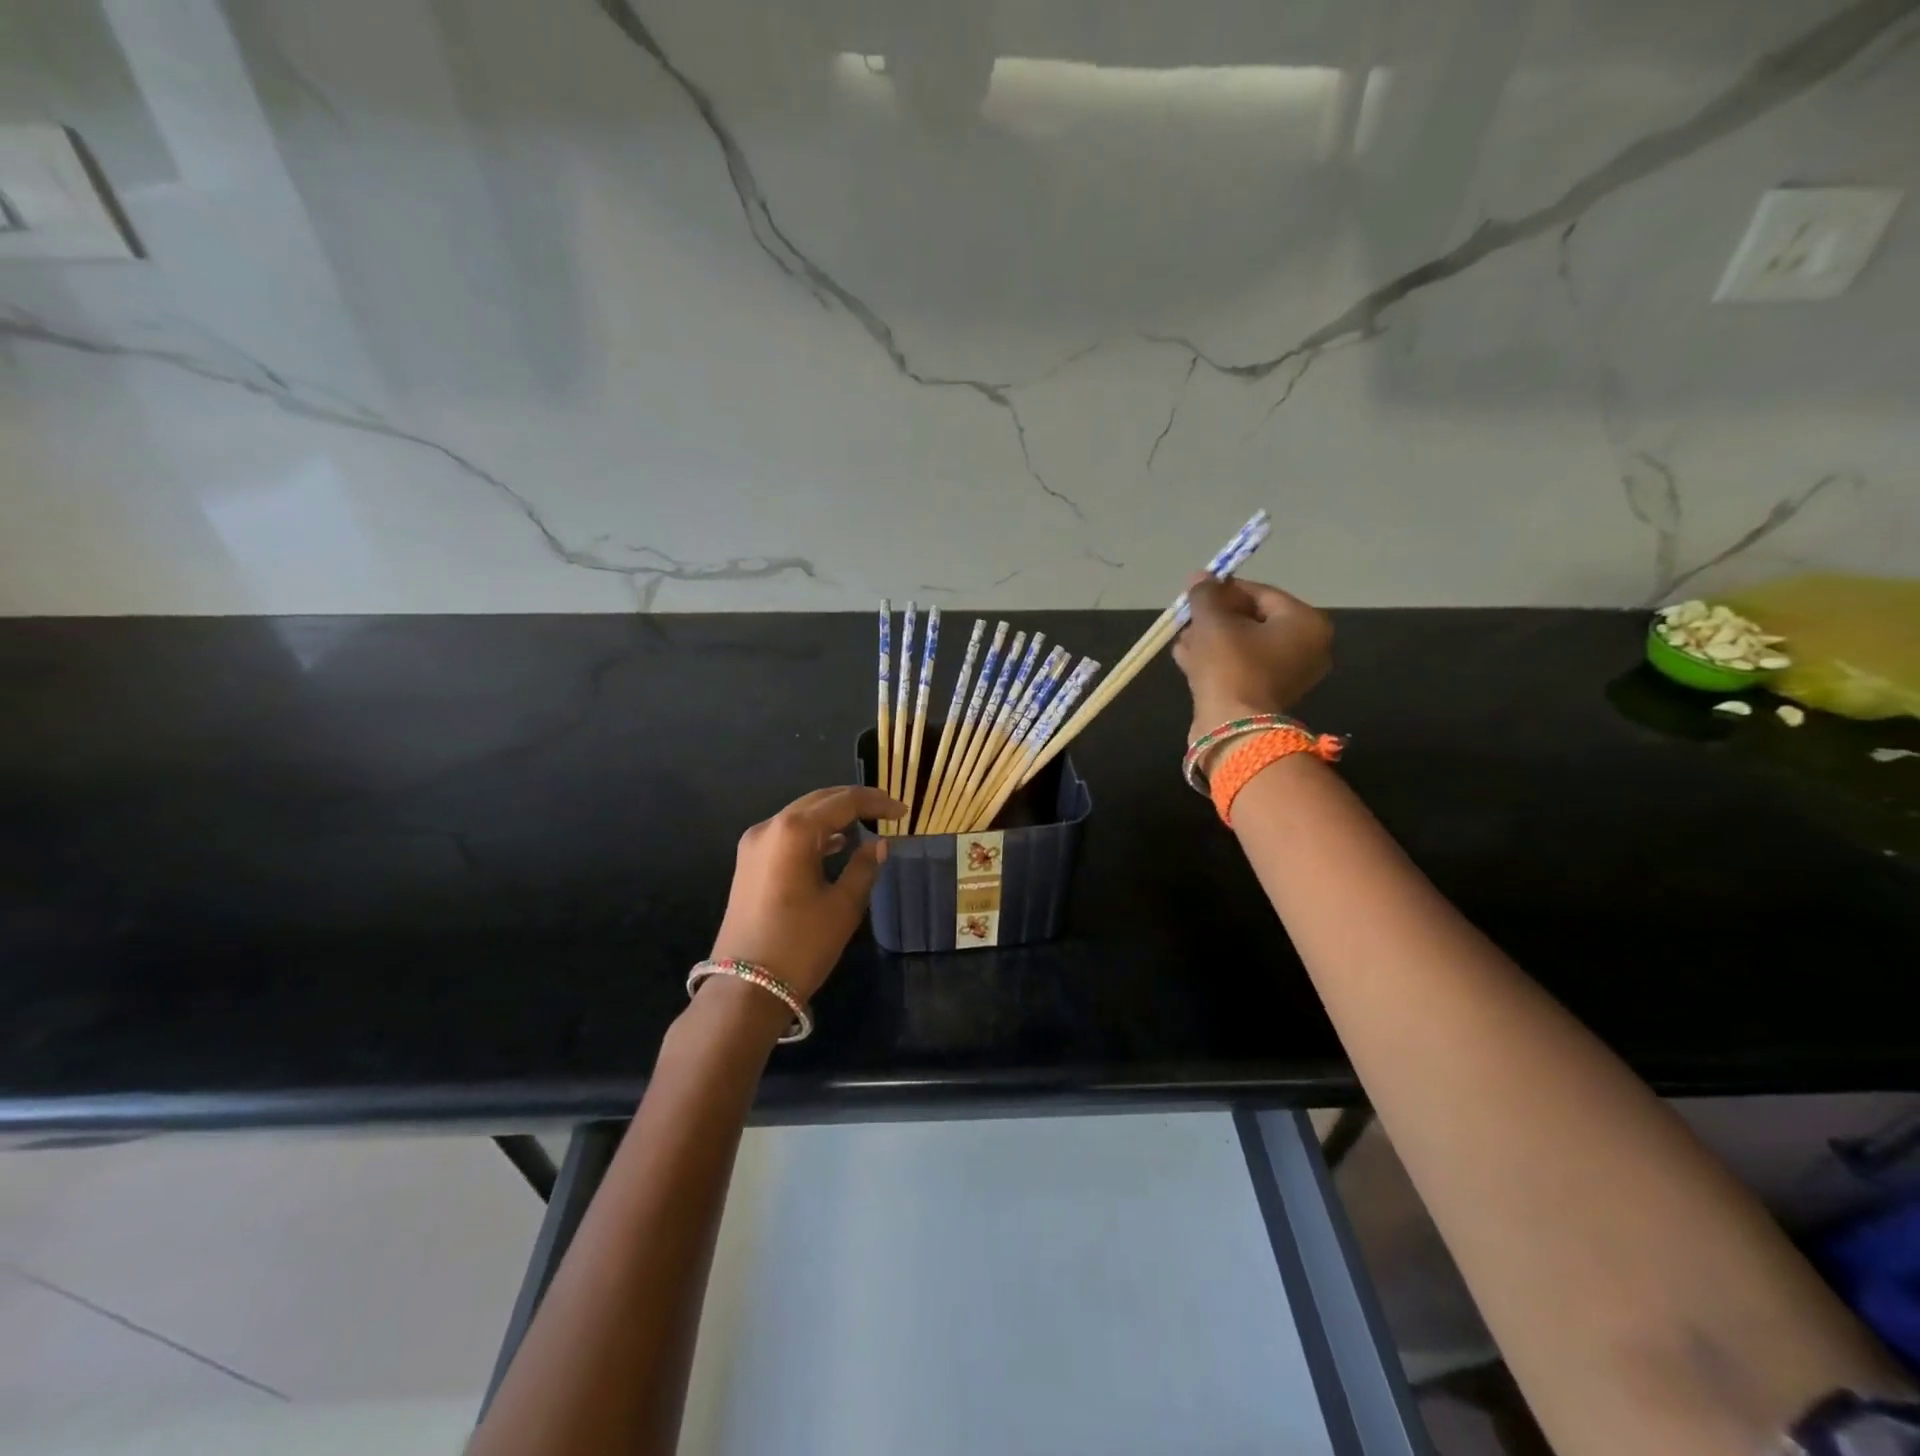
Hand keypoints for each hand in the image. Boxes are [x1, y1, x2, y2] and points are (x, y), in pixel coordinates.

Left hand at [710, 785, 903, 1002]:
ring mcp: (754, 845)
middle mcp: (769, 827)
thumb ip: (864, 867)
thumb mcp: (843, 906)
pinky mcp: (748, 864)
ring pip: (800, 816)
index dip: (876, 802)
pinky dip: (813, 834)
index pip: (843, 802)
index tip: (903, 812)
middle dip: (854, 802)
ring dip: (833, 817)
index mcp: (794, 831)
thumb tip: (879, 844)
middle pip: (818, 801)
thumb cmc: (801, 945)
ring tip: (867, 825)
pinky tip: (835, 845)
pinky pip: (786, 835)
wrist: (745, 989)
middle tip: (888, 811)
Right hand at [1171, 576, 1332, 751]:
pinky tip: (1186, 657)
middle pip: (1253, 620)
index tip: (1196, 591)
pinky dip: (1216, 661)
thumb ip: (1206, 595)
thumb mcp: (1213, 621)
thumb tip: (1200, 577)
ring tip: (1182, 639)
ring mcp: (1287, 676)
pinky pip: (1241, 668)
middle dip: (1215, 618)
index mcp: (1306, 623)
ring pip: (1243, 646)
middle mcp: (1306, 648)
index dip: (1224, 589)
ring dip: (1210, 639)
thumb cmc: (1230, 665)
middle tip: (1187, 617)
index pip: (1262, 593)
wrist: (1231, 727)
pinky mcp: (1266, 697)